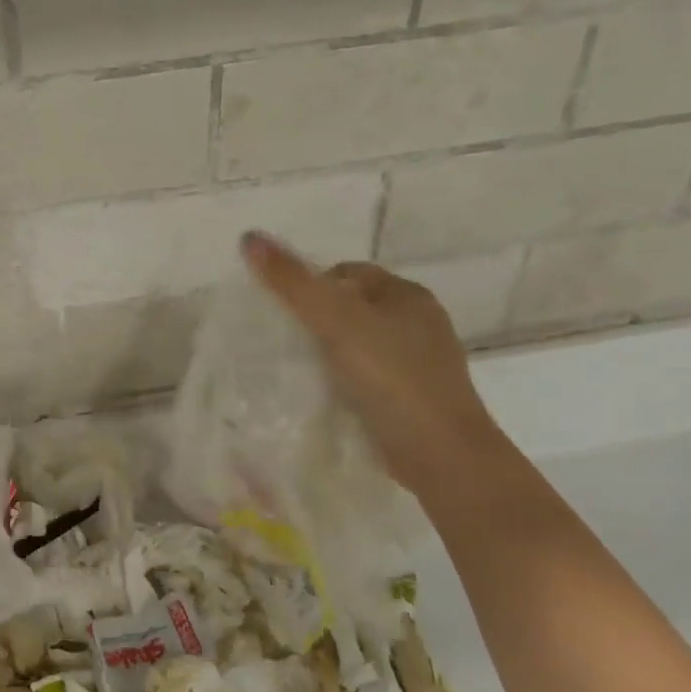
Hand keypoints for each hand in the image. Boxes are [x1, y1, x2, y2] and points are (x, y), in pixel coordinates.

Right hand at [240, 231, 506, 492]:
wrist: (441, 455)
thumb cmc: (391, 378)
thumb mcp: (336, 322)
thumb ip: (292, 283)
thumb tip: (249, 237)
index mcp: (407, 295)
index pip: (347, 273)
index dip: (310, 285)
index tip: (280, 311)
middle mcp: (417, 323)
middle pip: (351, 308)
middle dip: (315, 320)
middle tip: (279, 341)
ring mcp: (417, 363)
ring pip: (357, 344)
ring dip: (326, 352)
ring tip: (292, 368)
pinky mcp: (410, 398)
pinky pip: (364, 376)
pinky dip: (341, 380)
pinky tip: (320, 394)